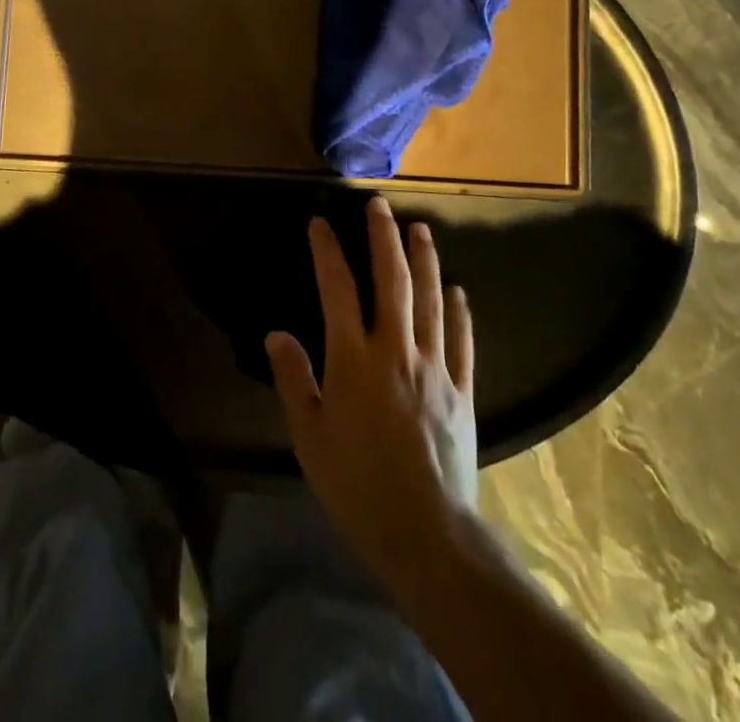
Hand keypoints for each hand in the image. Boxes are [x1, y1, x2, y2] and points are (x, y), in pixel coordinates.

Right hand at [266, 196, 478, 580]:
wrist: (426, 535)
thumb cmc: (357, 486)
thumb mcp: (309, 437)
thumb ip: (293, 380)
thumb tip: (277, 333)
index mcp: (354, 360)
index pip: (337, 289)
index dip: (327, 251)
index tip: (319, 222)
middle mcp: (396, 351)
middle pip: (393, 281)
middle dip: (384, 238)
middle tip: (380, 205)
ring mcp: (435, 368)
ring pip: (432, 301)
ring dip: (425, 260)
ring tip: (421, 228)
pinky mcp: (462, 391)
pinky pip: (463, 341)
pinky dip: (460, 311)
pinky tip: (458, 290)